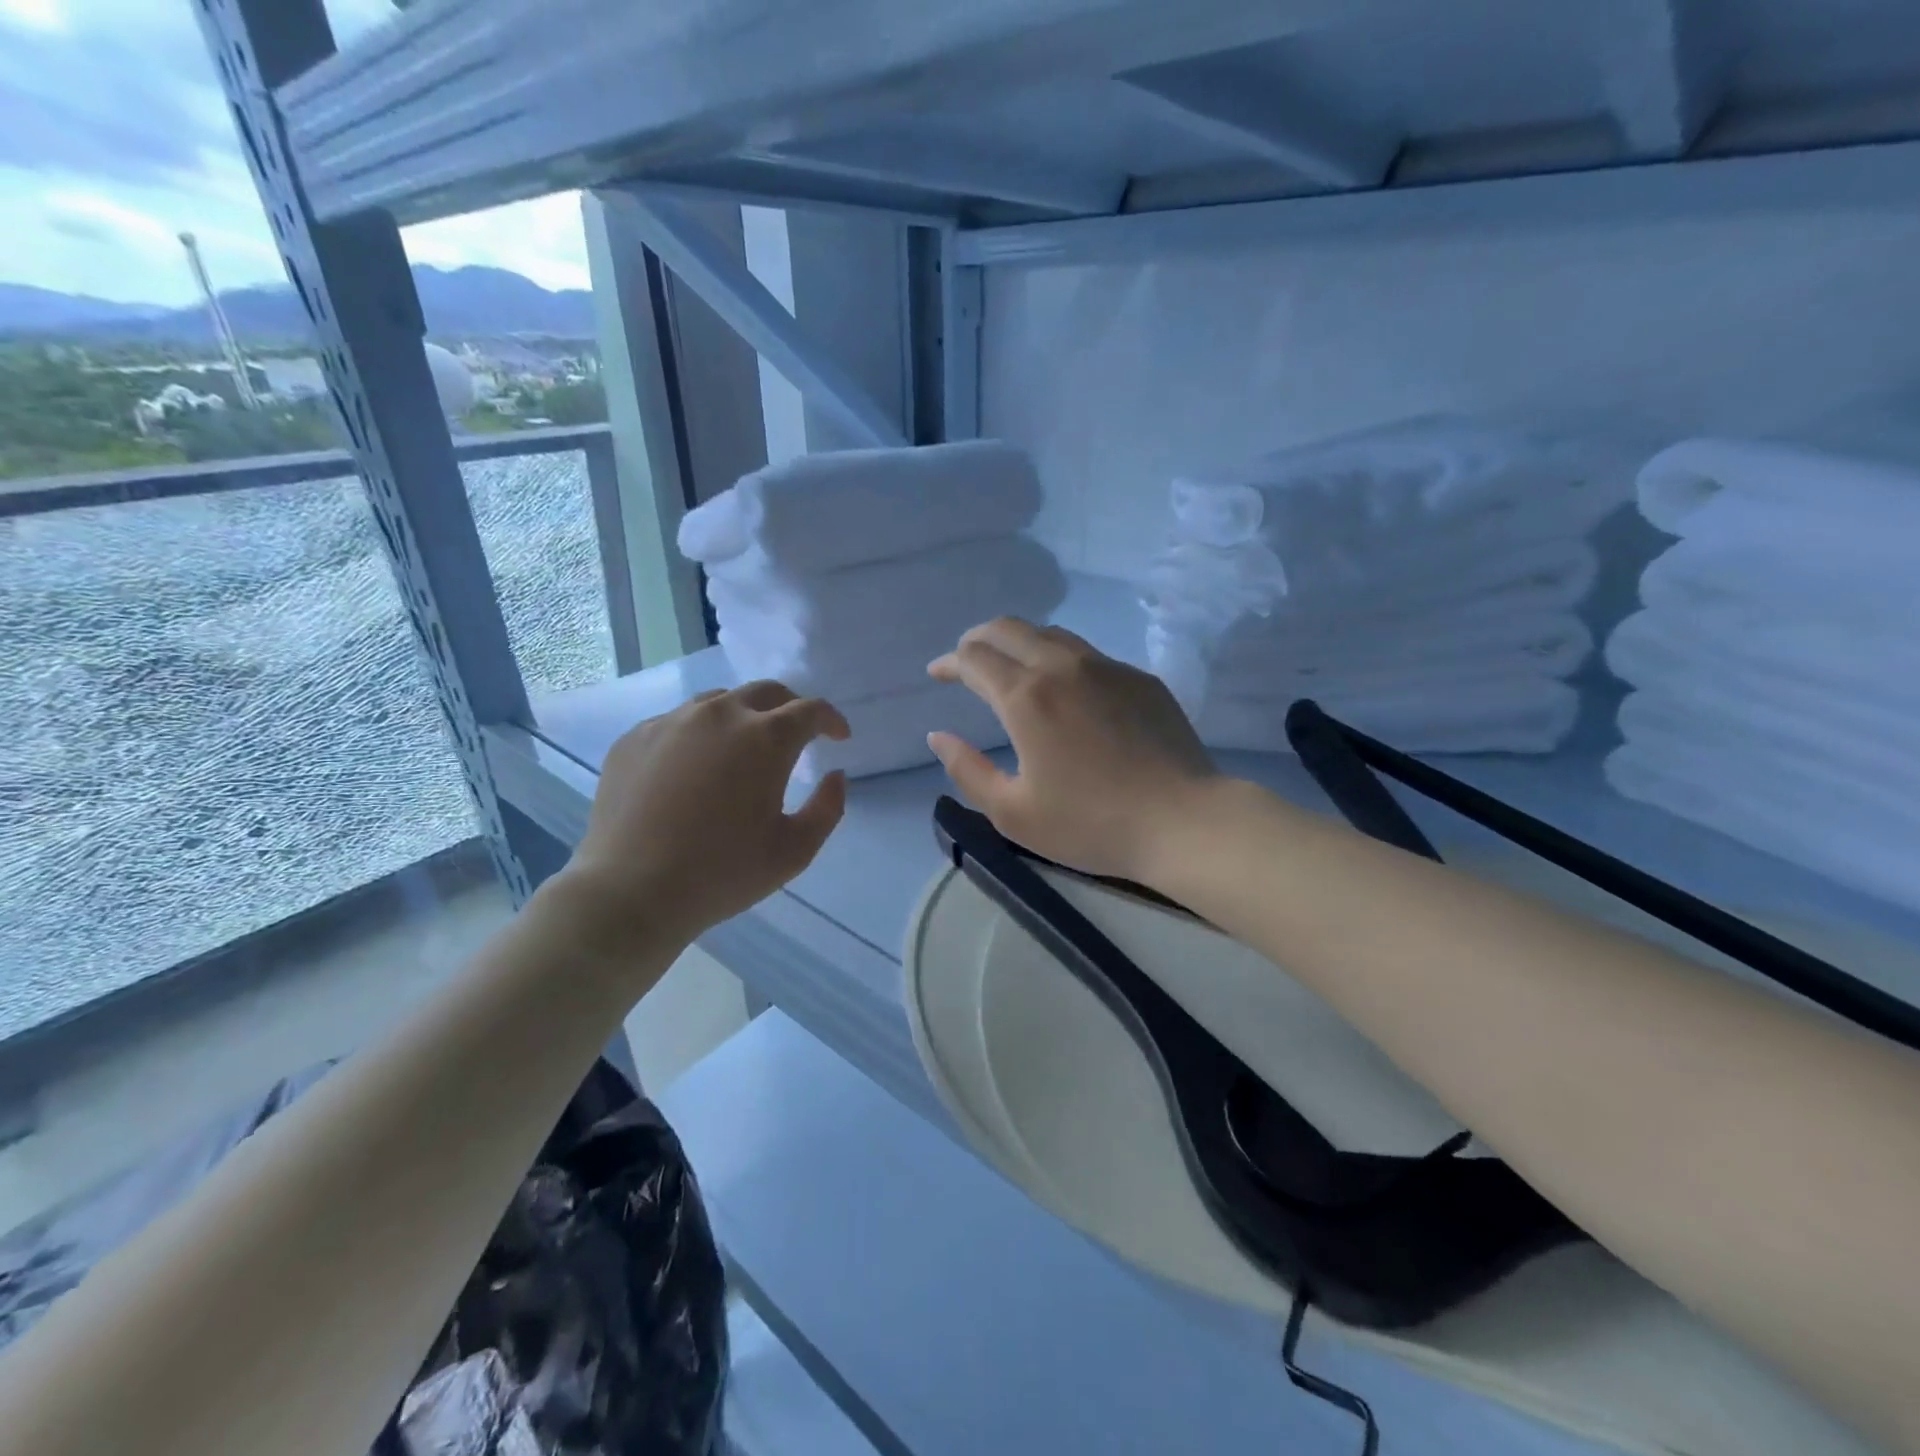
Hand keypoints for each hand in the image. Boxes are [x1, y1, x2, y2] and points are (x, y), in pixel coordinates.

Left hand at [561, 681, 850, 944]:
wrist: (630, 892)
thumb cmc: (722, 874)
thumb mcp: (794, 851)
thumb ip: (827, 808)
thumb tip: (835, 775)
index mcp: (766, 738)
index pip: (811, 710)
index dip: (831, 720)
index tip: (839, 738)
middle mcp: (720, 715)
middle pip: (766, 692)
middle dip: (790, 708)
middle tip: (796, 736)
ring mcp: (671, 721)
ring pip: (719, 702)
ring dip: (743, 717)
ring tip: (743, 750)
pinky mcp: (634, 738)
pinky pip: (678, 722)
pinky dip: (699, 735)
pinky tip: (694, 768)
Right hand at [927, 618, 1218, 883]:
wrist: (1183, 821)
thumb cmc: (1091, 824)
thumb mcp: (1012, 813)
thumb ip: (967, 770)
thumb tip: (940, 736)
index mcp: (1026, 697)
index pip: (974, 658)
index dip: (949, 662)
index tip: (938, 675)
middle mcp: (1063, 666)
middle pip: (1009, 628)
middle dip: (978, 638)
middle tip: (966, 660)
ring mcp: (1107, 667)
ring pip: (1051, 633)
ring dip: (1019, 643)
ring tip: (1011, 668)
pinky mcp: (1139, 678)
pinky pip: (1088, 654)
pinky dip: (1060, 660)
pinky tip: (1066, 690)